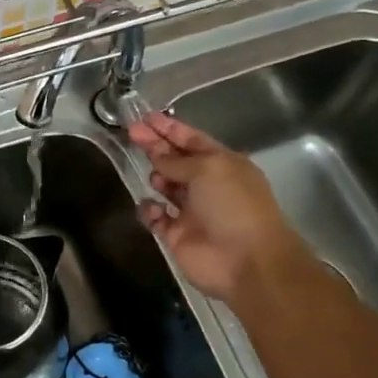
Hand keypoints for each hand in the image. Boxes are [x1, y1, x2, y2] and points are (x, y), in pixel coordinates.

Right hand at [128, 111, 304, 302]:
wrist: (245, 260)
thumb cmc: (233, 205)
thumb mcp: (208, 169)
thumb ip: (177, 161)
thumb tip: (157, 155)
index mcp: (222, 164)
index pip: (192, 140)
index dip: (169, 128)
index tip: (145, 117)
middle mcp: (207, 185)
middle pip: (175, 161)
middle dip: (155, 147)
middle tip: (131, 133)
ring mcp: (192, 211)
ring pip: (166, 188)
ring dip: (157, 177)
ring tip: (154, 176)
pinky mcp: (177, 235)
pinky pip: (156, 218)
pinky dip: (150, 211)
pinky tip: (152, 207)